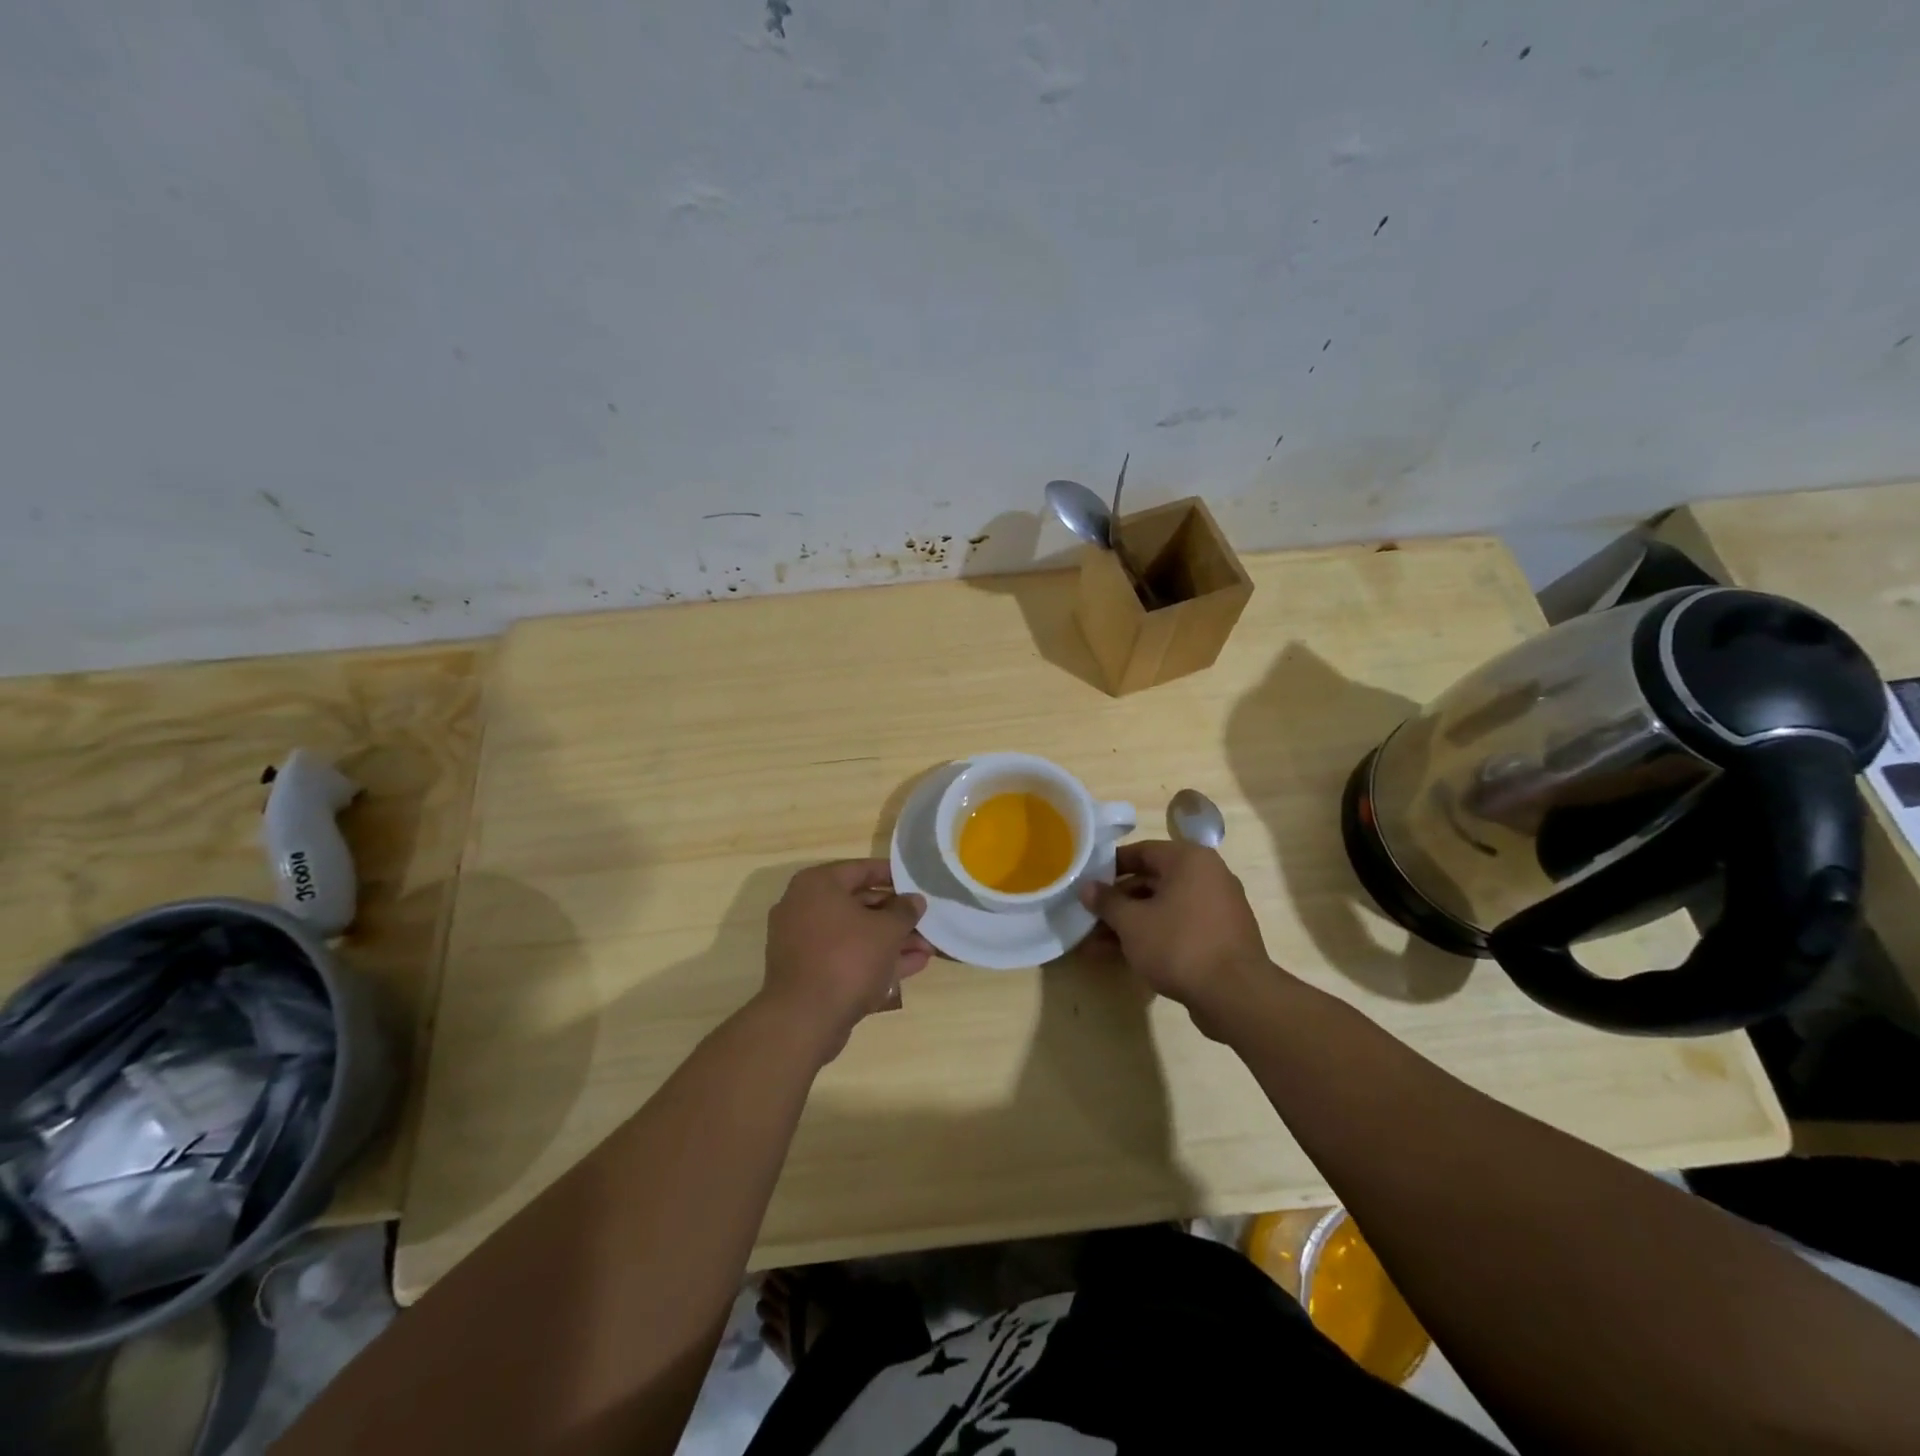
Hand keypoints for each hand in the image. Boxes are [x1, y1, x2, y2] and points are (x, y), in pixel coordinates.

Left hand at [762, 860, 932, 1061]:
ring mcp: (803, 941)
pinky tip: (912, 965)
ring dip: (891, 940)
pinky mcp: (808, 971)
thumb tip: (914, 900)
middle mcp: (804, 906)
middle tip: (925, 921)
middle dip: (896, 915)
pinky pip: (846, 955)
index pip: (862, 869)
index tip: (917, 884)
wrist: (804, 1019)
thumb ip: (904, 911)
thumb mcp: (887, 930)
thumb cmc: (847, 958)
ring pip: (855, 933)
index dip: (893, 876)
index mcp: (818, 885)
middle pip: (859, 903)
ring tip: (927, 947)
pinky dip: (875, 958)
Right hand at [1079, 839, 1277, 1040]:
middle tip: (1088, 916)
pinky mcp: (1220, 937)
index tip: (1087, 882)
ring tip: (1096, 942)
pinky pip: (1179, 926)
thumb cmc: (1179, 945)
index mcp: (1189, 860)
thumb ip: (1107, 902)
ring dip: (1131, 922)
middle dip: (1118, 901)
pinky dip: (1153, 935)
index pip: (1142, 851)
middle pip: (1152, 880)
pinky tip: (1124, 955)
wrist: (1235, 995)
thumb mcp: (1132, 922)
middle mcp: (1208, 876)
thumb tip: (1086, 887)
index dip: (1110, 866)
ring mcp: (1217, 908)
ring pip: (1164, 907)